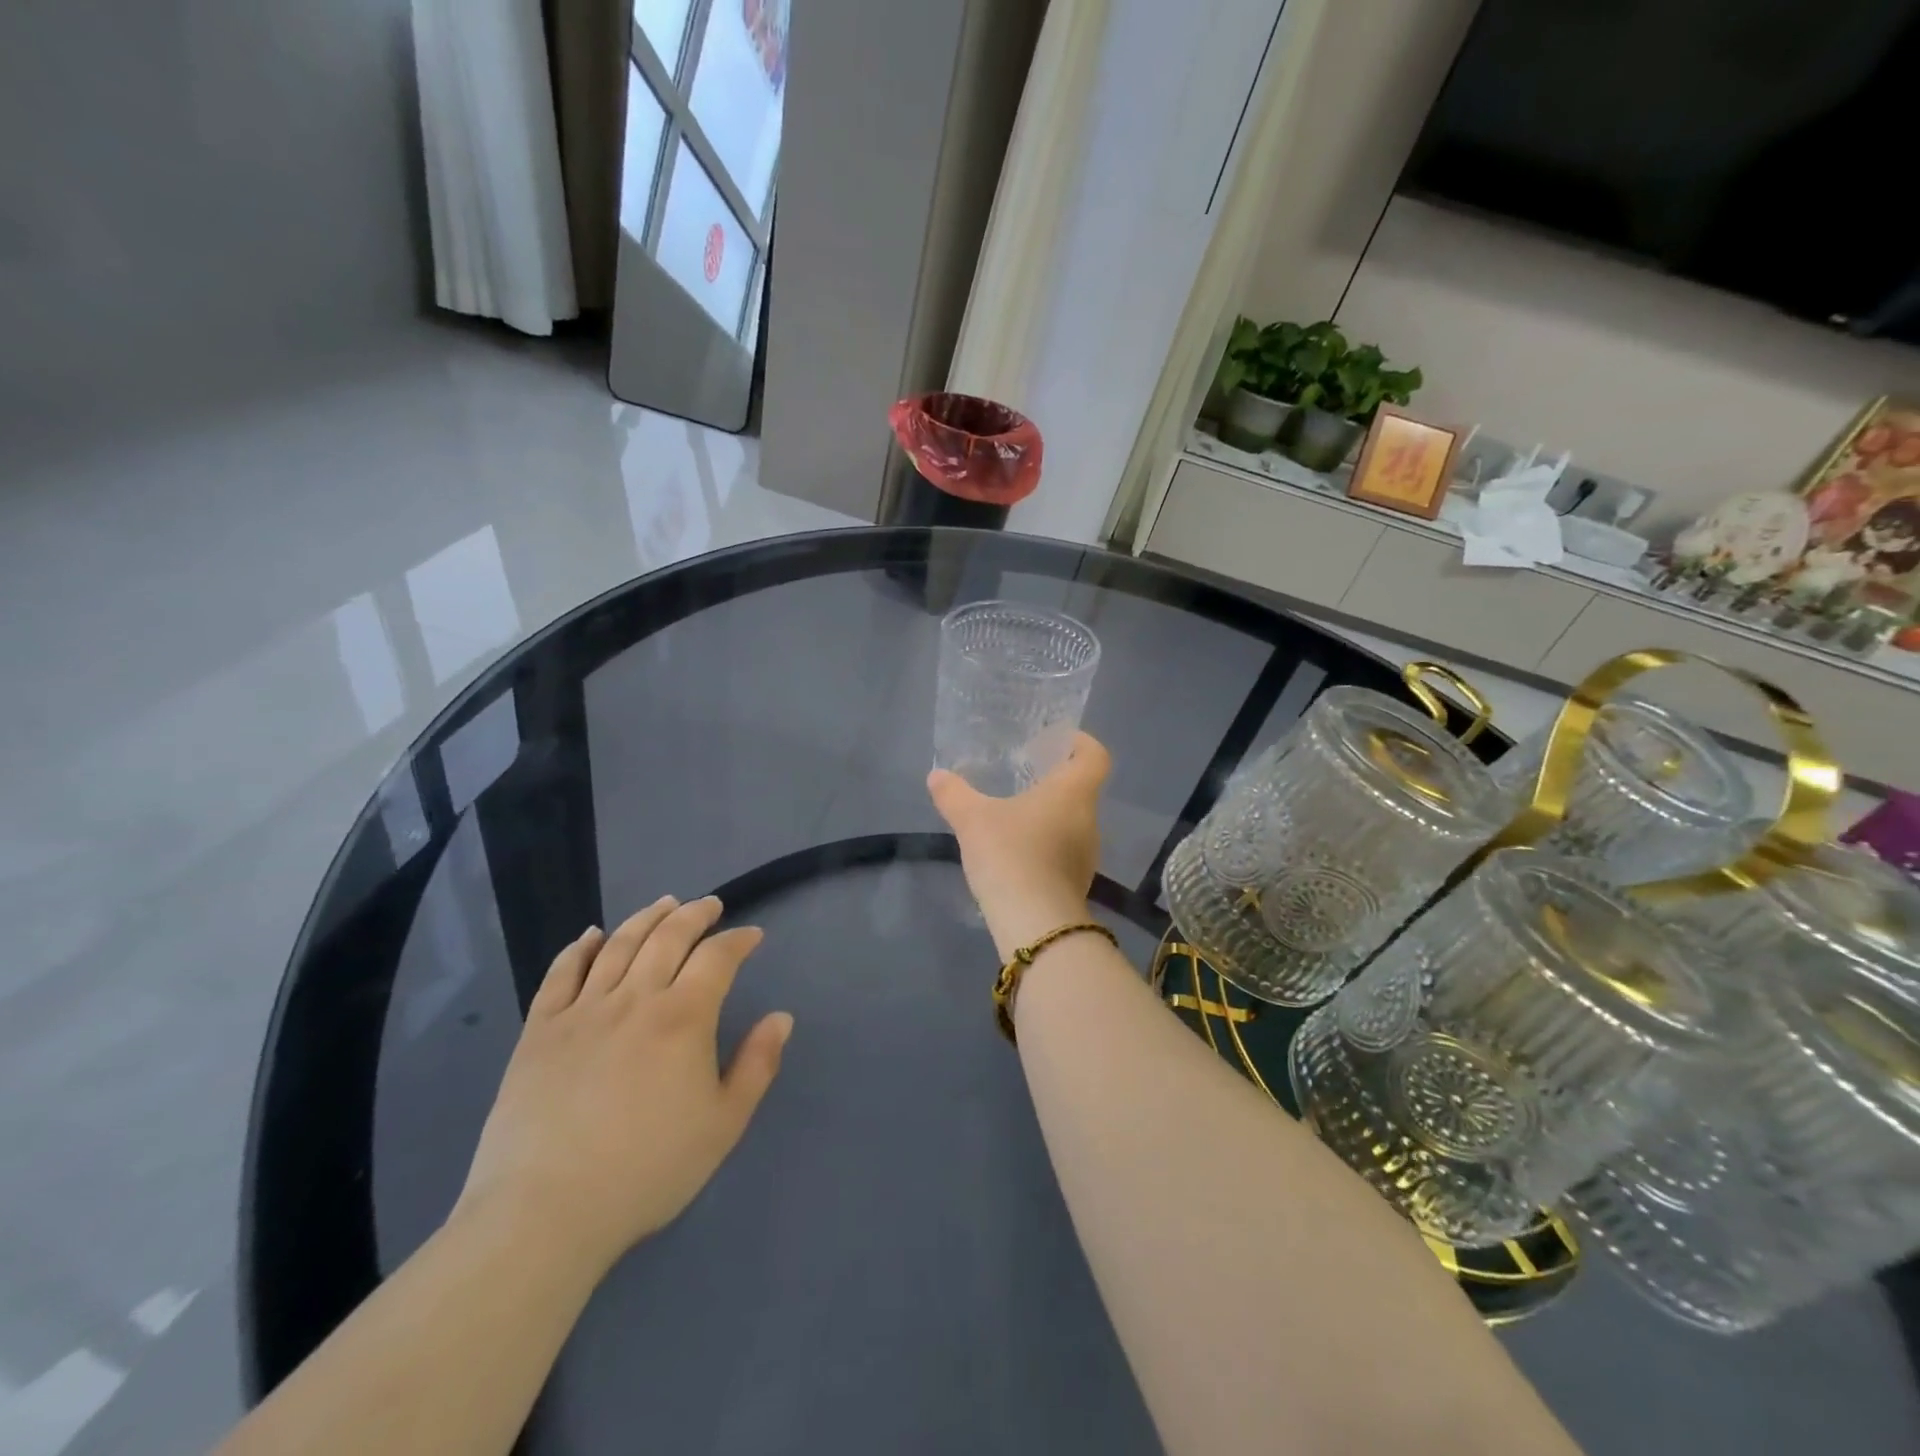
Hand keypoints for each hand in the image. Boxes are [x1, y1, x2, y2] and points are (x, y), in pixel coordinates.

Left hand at [454, 896, 792, 1276]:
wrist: (546, 1212)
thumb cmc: (648, 1170)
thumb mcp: (724, 1124)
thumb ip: (757, 1064)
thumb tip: (781, 1017)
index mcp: (684, 1017)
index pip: (717, 958)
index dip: (738, 940)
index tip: (752, 935)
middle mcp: (635, 999)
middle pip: (668, 937)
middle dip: (695, 915)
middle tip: (710, 904)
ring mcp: (582, 1011)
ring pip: (619, 945)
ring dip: (646, 918)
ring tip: (664, 904)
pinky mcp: (539, 1031)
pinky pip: (561, 974)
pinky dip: (580, 948)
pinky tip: (592, 934)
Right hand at [927, 732, 1111, 954]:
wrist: (1034, 924)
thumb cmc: (1011, 854)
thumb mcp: (972, 819)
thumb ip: (953, 794)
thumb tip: (936, 776)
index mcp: (1073, 793)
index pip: (1095, 756)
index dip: (1080, 742)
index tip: (1053, 742)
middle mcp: (1088, 819)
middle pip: (1081, 789)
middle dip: (1053, 780)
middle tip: (1022, 774)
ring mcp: (1086, 854)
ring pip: (1071, 821)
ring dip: (1047, 814)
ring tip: (1012, 813)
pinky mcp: (1075, 882)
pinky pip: (1062, 850)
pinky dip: (1043, 844)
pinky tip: (1014, 852)